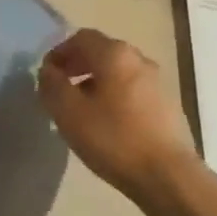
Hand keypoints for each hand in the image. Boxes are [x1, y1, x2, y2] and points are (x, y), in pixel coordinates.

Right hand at [36, 29, 199, 200]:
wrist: (169, 178)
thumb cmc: (114, 139)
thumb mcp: (69, 112)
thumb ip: (53, 85)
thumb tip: (48, 71)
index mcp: (115, 53)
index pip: (81, 38)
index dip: (60, 52)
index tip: (47, 75)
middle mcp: (138, 59)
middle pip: (101, 52)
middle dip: (78, 66)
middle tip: (61, 90)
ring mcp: (157, 82)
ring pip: (118, 73)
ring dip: (97, 83)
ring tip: (83, 110)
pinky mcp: (168, 106)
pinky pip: (133, 91)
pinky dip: (116, 97)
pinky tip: (109, 124)